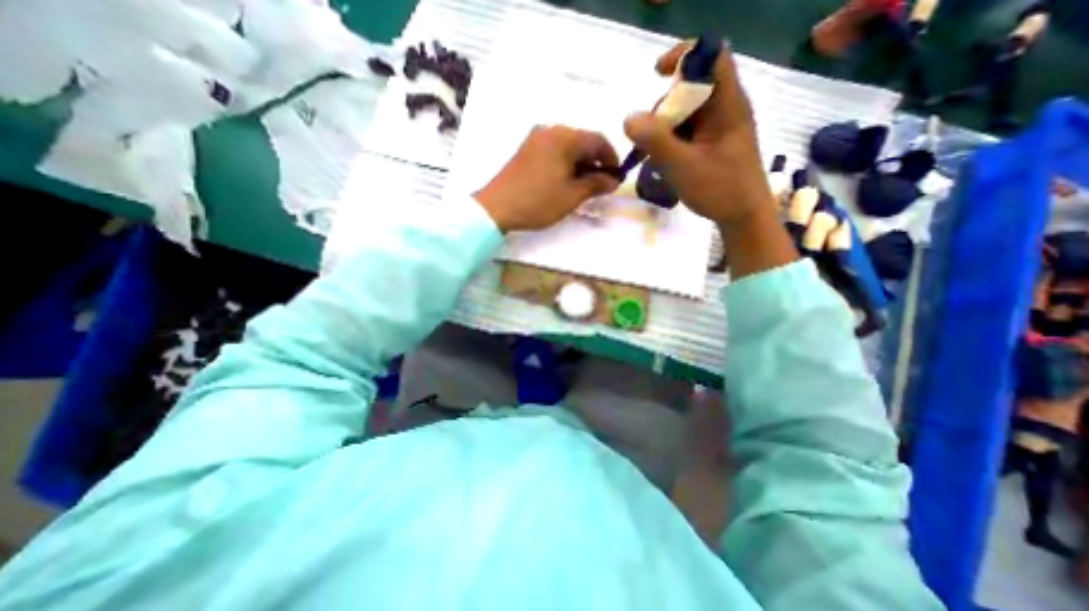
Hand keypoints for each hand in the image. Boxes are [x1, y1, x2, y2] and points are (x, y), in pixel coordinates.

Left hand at [478, 127, 620, 233]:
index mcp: (564, 137)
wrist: (497, 208)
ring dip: (581, 165)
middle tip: (602, 186)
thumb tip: (613, 180)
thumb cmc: (538, 201)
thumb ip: (596, 184)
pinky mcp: (527, 150)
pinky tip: (567, 182)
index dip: (612, 159)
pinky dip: (566, 165)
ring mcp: (536, 139)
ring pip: (568, 148)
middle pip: (583, 142)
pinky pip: (554, 152)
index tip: (617, 178)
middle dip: (596, 163)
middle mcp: (550, 130)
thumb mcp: (572, 196)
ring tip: (585, 188)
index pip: (598, 140)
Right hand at [621, 41, 772, 230]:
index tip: (656, 74)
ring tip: (651, 155)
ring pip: (685, 113)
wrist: (743, 216)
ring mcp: (719, 127)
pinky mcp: (713, 142)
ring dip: (664, 129)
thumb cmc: (720, 190)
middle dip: (664, 108)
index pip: (711, 57)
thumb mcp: (683, 166)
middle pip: (691, 88)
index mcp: (727, 105)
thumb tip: (629, 118)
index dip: (684, 56)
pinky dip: (671, 141)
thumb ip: (655, 141)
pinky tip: (661, 160)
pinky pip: (688, 131)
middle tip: (648, 137)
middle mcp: (725, 108)